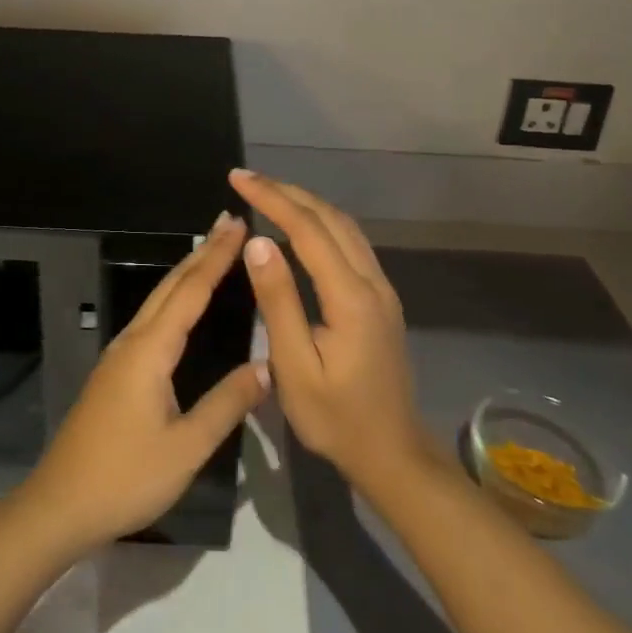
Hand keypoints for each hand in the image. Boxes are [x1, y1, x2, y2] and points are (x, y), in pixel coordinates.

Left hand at [13, 211, 270, 556]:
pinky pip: (151, 319)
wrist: (59, 505)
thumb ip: (227, 404)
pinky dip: (174, 297)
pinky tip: (182, 305)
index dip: (217, 257)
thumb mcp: (186, 448)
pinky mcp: (115, 372)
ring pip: (158, 300)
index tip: (238, 224)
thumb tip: (268, 366)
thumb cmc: (125, 477)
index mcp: (150, 351)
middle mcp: (132, 341)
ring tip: (212, 250)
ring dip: (187, 272)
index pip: (191, 292)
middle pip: (171, 286)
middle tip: (229, 221)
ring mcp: (119, 355)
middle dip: (202, 252)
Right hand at [230, 169, 429, 488]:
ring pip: (345, 227)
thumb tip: (257, 244)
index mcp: (350, 296)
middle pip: (330, 218)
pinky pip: (351, 243)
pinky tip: (301, 227)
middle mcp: (372, 282)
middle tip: (246, 179)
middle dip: (287, 192)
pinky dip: (321, 223)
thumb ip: (278, 303)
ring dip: (307, 203)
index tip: (238, 179)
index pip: (307, 230)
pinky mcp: (381, 299)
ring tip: (268, 193)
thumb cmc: (336, 419)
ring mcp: (381, 289)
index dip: (272, 198)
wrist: (392, 453)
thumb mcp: (296, 367)